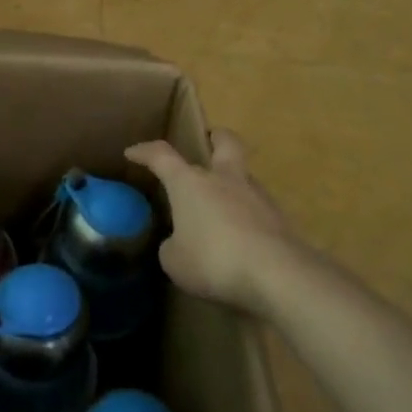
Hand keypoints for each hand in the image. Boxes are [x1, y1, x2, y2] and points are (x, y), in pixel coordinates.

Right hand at [125, 130, 306, 316]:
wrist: (277, 274)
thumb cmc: (213, 260)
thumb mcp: (175, 261)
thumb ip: (172, 246)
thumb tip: (178, 244)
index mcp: (190, 182)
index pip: (161, 155)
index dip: (145, 152)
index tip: (132, 153)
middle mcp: (224, 179)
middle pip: (224, 142)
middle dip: (215, 138)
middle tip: (209, 141)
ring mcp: (257, 196)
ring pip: (244, 176)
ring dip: (233, 183)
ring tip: (222, 207)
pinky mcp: (280, 218)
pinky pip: (258, 209)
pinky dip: (248, 216)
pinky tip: (242, 238)